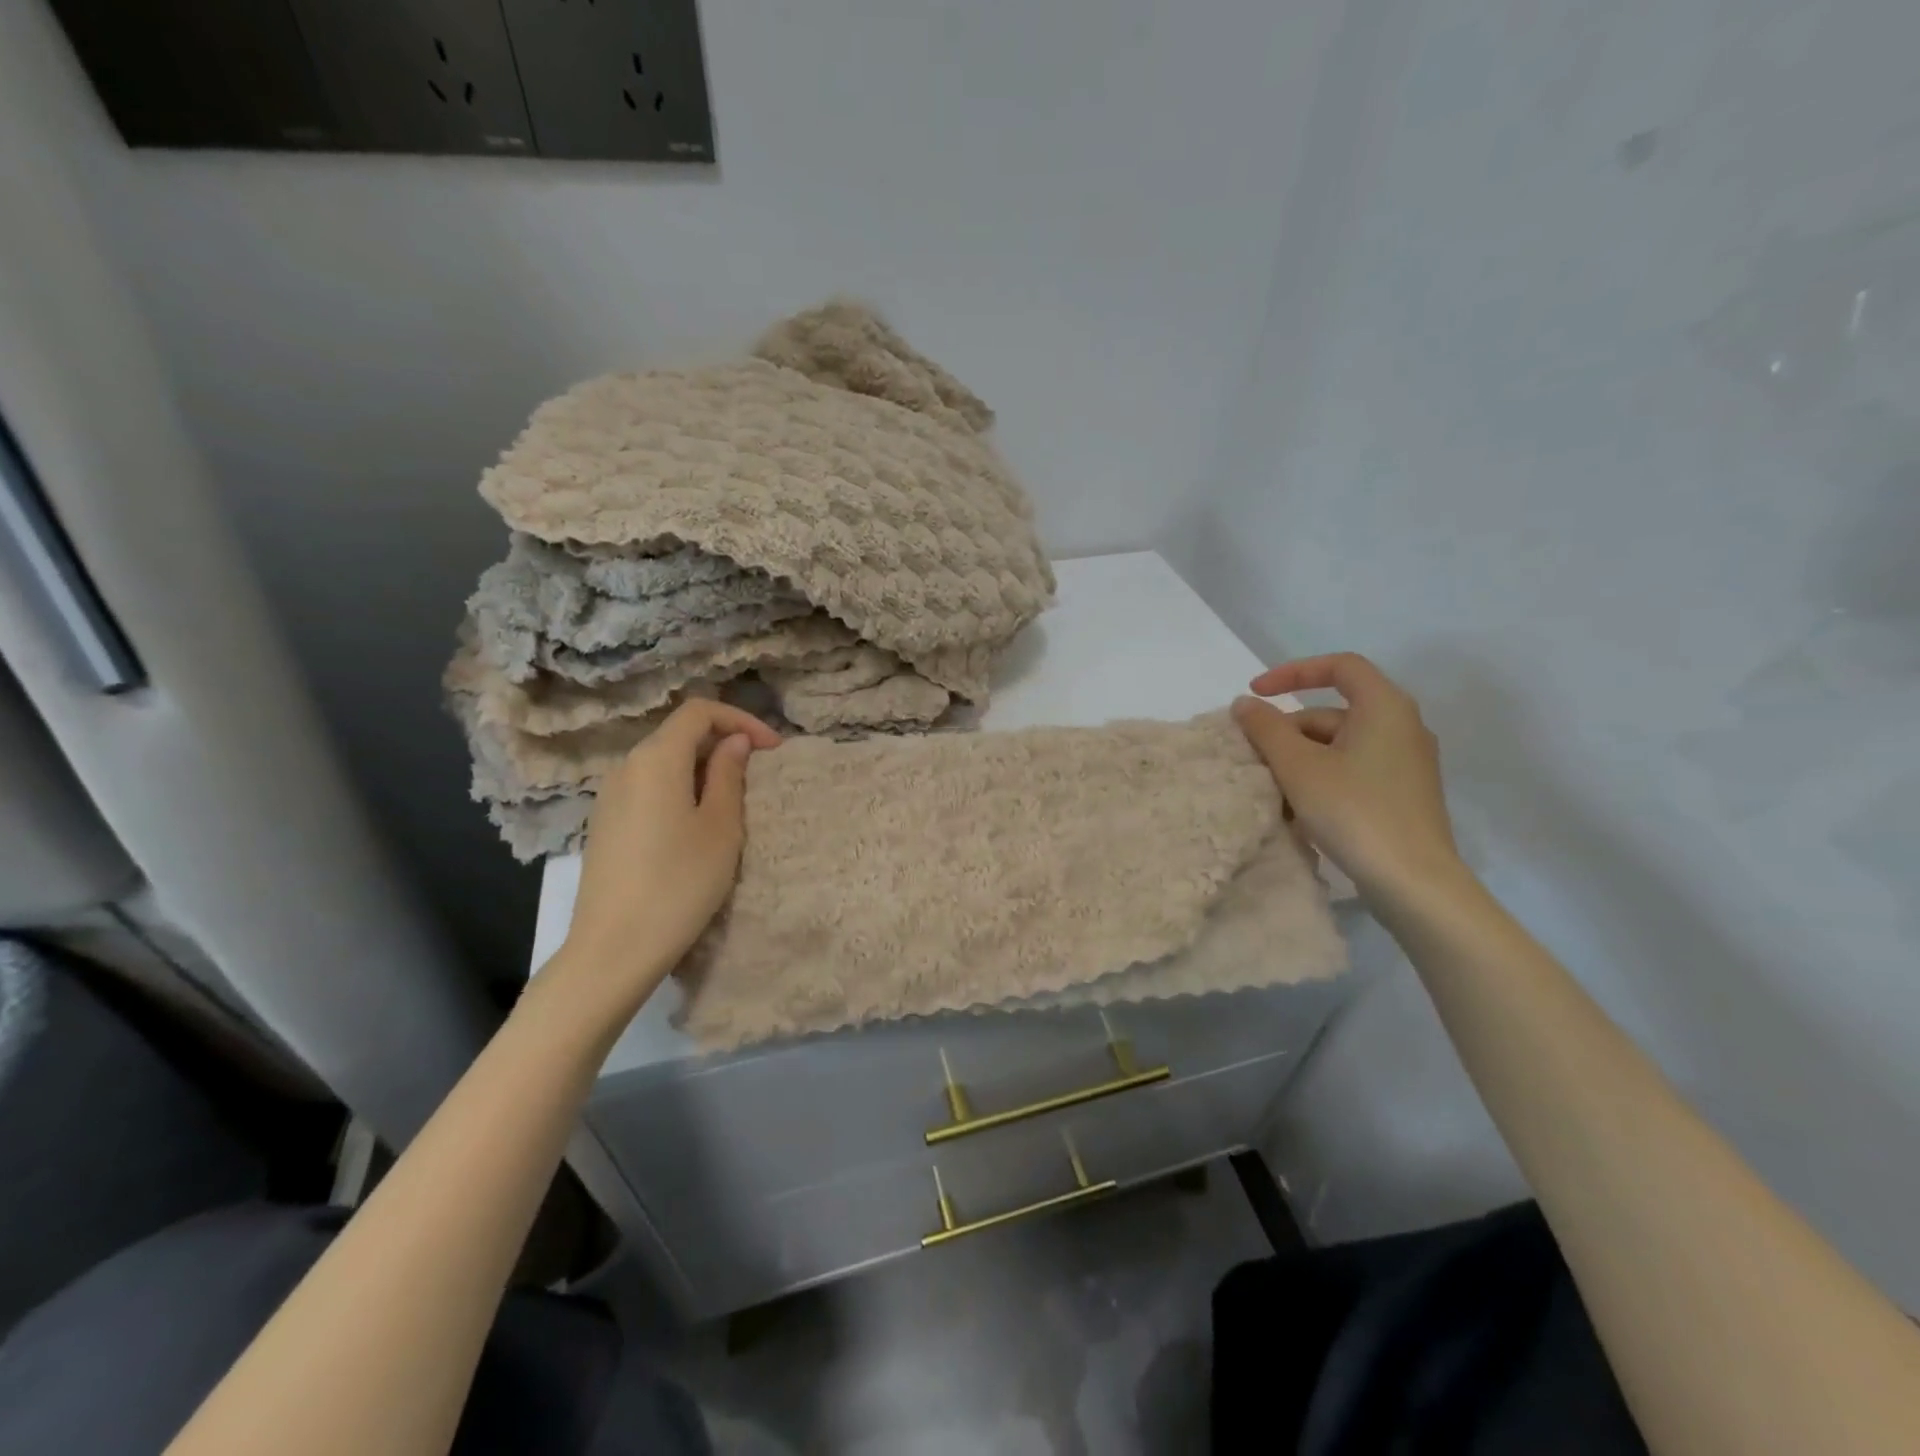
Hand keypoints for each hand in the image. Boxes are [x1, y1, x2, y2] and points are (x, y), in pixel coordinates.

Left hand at [547, 700, 780, 1020]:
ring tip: (732, 802)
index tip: (772, 750)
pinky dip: (679, 788)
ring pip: (663, 761)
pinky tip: (695, 824)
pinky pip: (648, 787)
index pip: (699, 712)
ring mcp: (610, 795)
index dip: (741, 719)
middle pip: (679, 734)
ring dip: (702, 768)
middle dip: (723, 743)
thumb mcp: (721, 827)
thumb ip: (729, 775)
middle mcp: (626, 766)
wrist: (614, 948)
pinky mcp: (605, 823)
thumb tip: (734, 743)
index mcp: (656, 759)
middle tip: (758, 774)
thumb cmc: (679, 883)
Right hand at [1231, 654, 1462, 903]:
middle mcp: (1403, 726)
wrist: (1414, 883)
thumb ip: (1266, 729)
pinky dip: (1321, 777)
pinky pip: (1353, 769)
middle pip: (1334, 711)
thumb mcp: (1298, 767)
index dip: (1292, 672)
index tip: (1255, 693)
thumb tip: (1245, 704)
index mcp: (1385, 707)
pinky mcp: (1403, 793)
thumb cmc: (1354, 811)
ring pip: (1340, 745)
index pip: (1339, 666)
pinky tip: (1298, 809)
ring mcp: (1406, 763)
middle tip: (1254, 756)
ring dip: (1300, 758)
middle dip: (1289, 729)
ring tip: (1270, 789)